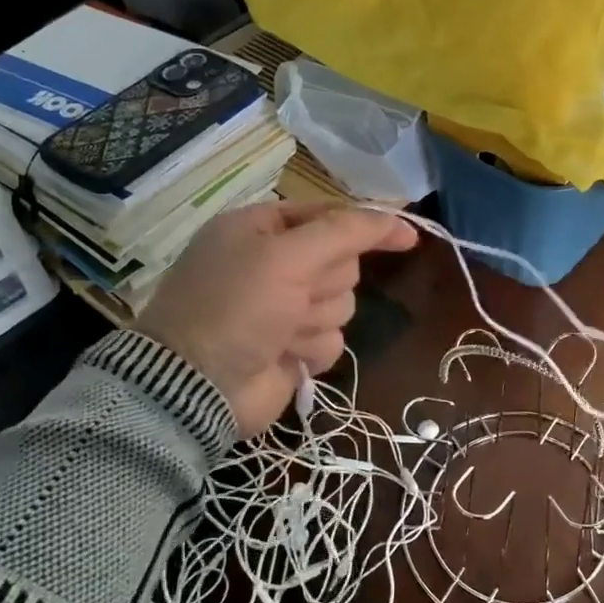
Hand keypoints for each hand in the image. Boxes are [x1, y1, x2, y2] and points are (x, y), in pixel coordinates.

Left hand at [138, 202, 417, 435]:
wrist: (196, 387)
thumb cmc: (234, 306)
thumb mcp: (286, 256)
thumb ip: (345, 232)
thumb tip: (400, 221)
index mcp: (262, 228)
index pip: (331, 216)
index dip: (368, 225)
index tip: (407, 236)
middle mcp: (275, 263)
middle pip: (342, 262)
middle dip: (324, 283)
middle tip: (293, 296)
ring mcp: (285, 307)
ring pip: (341, 302)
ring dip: (315, 319)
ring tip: (281, 332)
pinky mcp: (294, 346)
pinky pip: (332, 338)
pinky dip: (312, 347)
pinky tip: (285, 356)